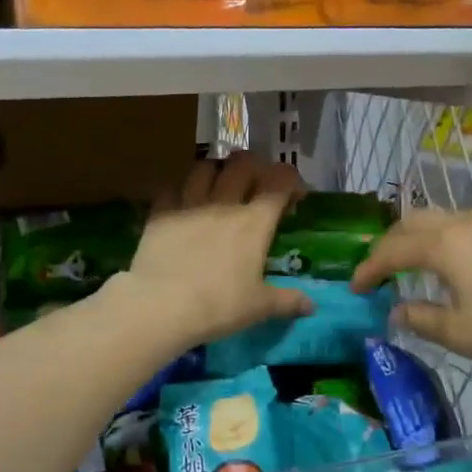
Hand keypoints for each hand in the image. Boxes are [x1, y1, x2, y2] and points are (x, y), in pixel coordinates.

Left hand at [119, 153, 313, 348]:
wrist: (162, 305)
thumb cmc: (219, 305)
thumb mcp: (259, 307)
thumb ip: (287, 301)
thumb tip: (311, 306)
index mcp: (254, 222)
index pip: (279, 182)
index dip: (290, 180)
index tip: (294, 194)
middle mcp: (224, 203)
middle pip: (242, 164)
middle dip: (255, 166)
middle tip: (257, 183)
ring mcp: (189, 204)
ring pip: (205, 167)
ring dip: (216, 170)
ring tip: (218, 184)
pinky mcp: (160, 213)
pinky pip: (171, 188)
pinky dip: (180, 189)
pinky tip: (181, 202)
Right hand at [350, 208, 471, 384]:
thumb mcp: (462, 334)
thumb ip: (421, 319)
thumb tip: (397, 310)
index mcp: (443, 244)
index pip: (391, 249)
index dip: (367, 268)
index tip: (353, 288)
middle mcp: (465, 223)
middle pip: (413, 221)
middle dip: (389, 243)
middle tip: (379, 271)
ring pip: (443, 220)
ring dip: (420, 238)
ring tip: (415, 267)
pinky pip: (469, 228)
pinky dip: (448, 242)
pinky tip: (460, 269)